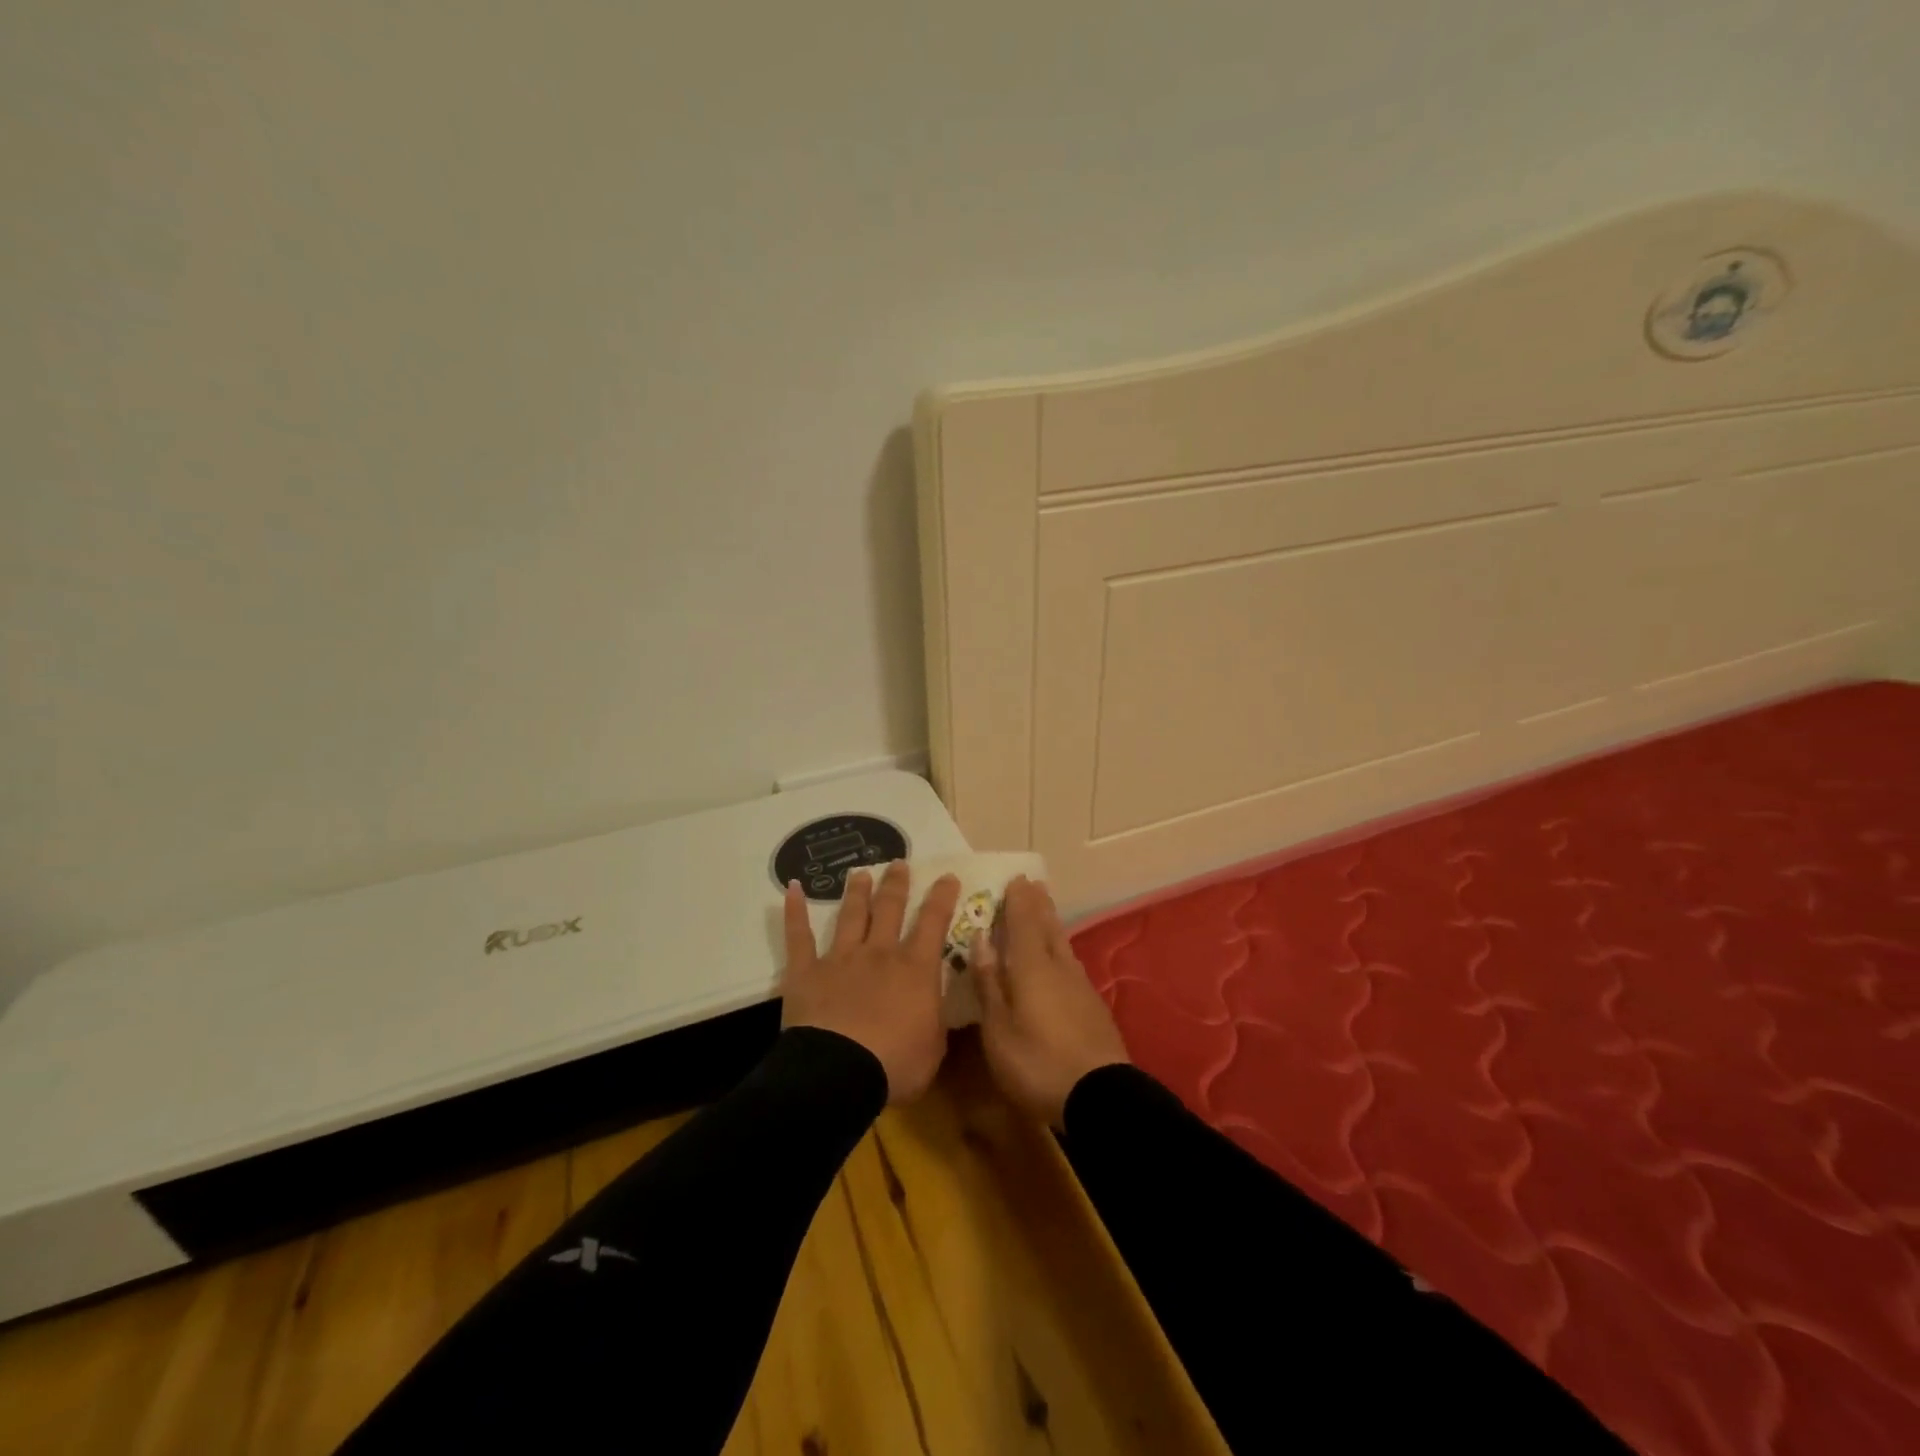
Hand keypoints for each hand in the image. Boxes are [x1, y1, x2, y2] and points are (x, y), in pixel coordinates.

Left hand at [781, 861, 961, 1104]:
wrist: (838, 1072)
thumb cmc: (895, 1064)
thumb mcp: (934, 1047)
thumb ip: (936, 1020)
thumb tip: (938, 1005)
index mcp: (915, 969)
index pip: (933, 923)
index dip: (942, 898)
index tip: (947, 876)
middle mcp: (879, 953)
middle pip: (889, 909)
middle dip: (896, 884)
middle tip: (899, 863)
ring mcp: (840, 958)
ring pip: (851, 915)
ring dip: (857, 892)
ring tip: (860, 872)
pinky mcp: (806, 971)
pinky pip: (799, 936)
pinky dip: (794, 911)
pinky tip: (792, 889)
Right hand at [972, 876, 1129, 1127]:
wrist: (1100, 1096)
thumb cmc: (1037, 1063)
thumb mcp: (998, 1029)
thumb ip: (989, 983)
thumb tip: (981, 939)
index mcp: (1032, 967)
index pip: (1024, 922)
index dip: (1018, 901)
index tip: (1015, 878)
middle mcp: (1059, 967)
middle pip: (1048, 927)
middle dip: (1039, 905)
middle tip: (1033, 884)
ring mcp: (1080, 986)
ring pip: (1063, 944)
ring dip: (1052, 923)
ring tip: (1045, 910)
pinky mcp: (1093, 1006)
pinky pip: (1071, 963)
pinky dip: (1061, 949)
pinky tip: (1060, 958)